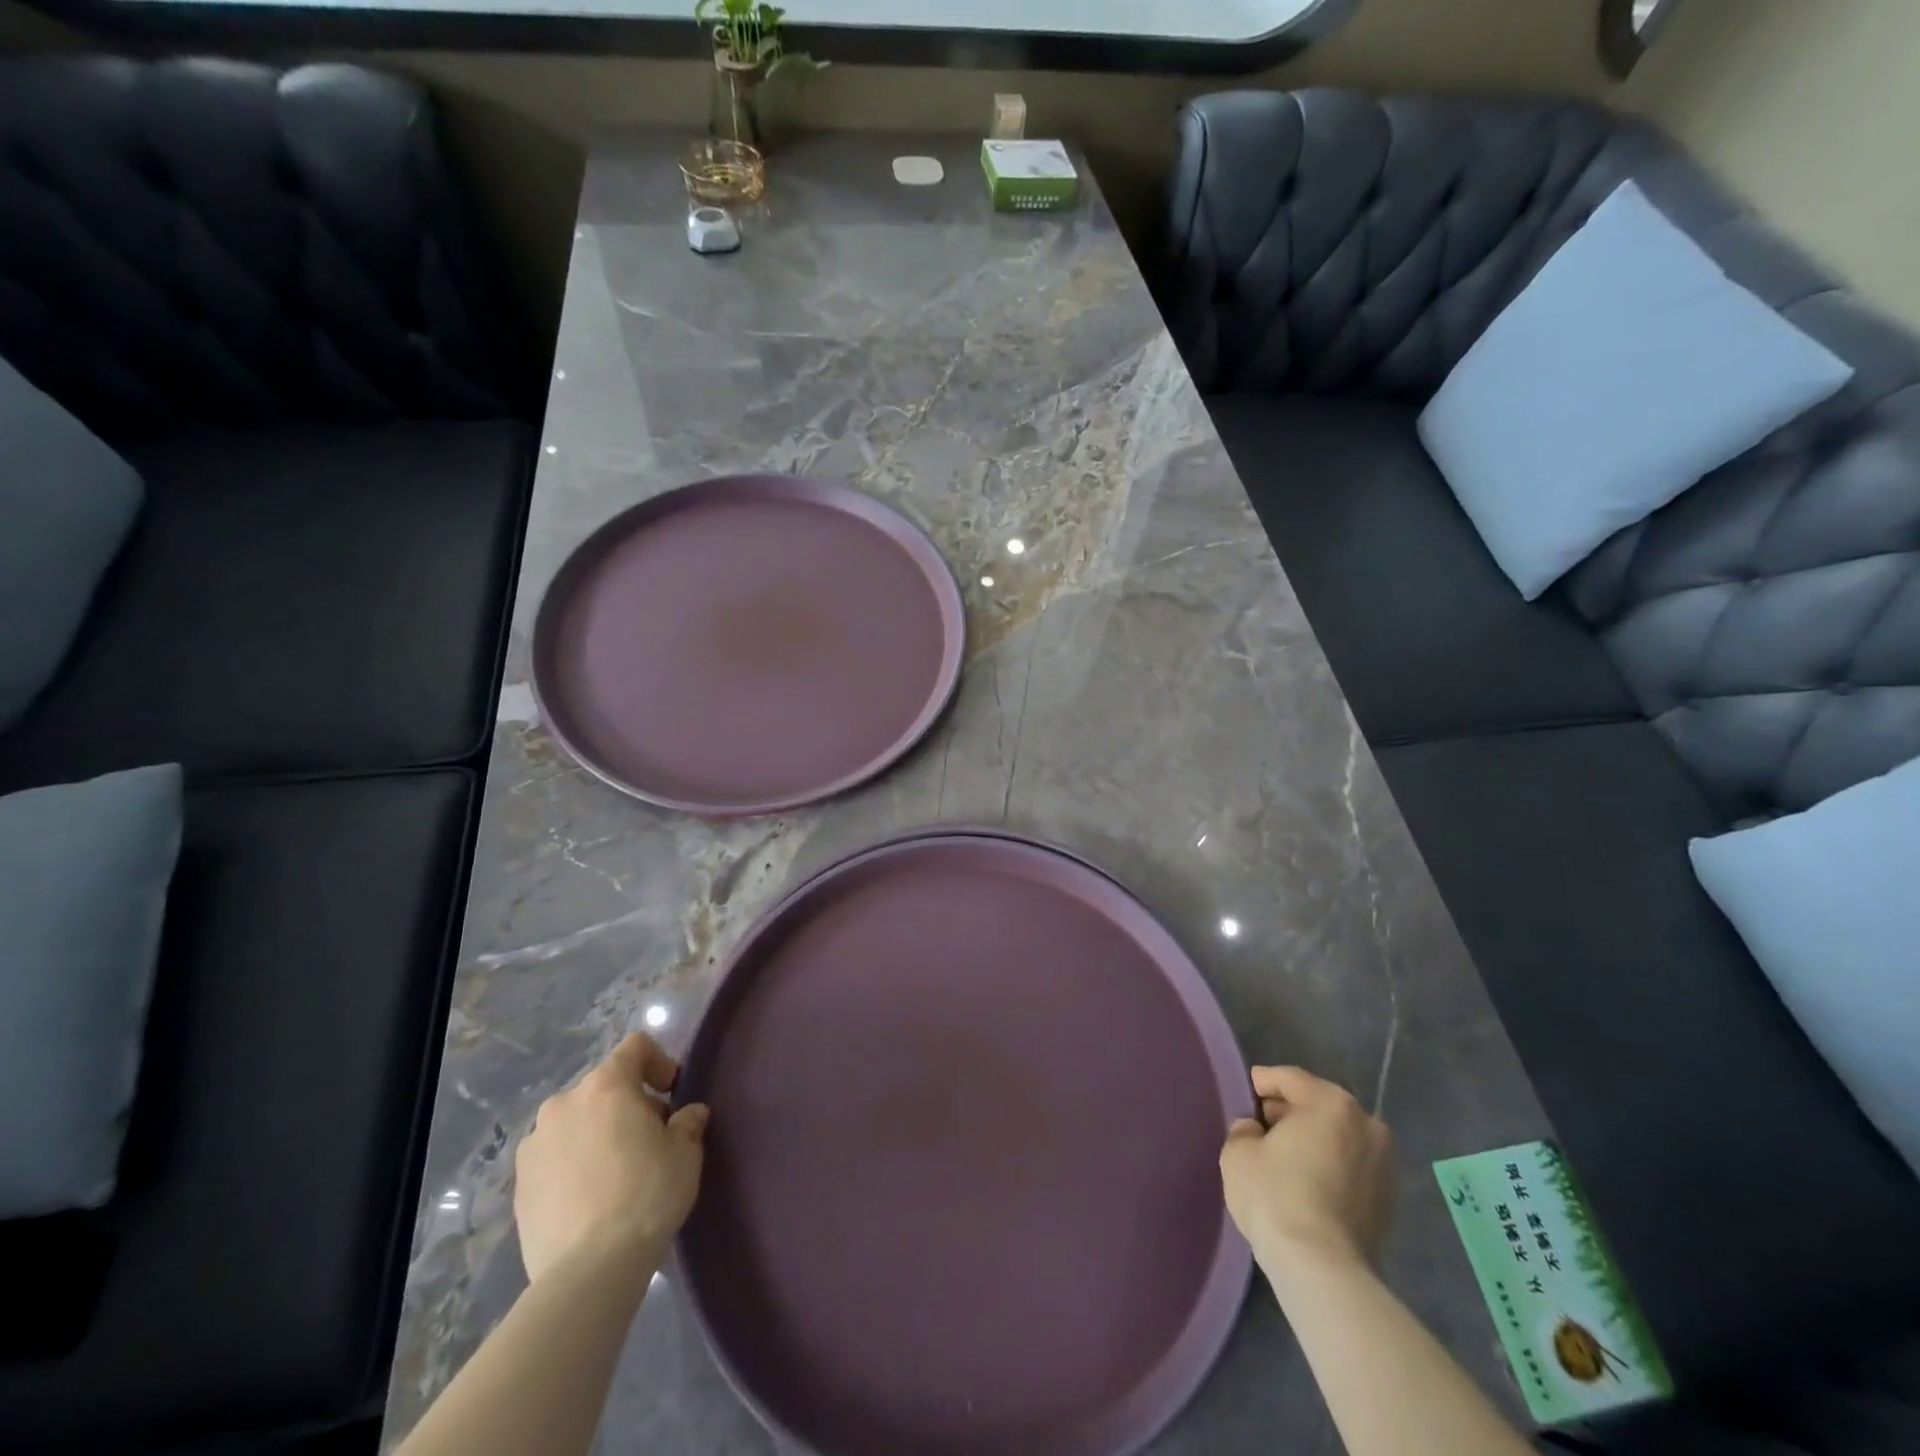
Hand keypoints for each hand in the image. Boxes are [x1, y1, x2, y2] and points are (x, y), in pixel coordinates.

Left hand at [514, 1033, 709, 1287]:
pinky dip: (574, 1164)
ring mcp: (534, 1145)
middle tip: (651, 1138)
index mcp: (606, 1085)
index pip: (635, 1047)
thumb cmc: (646, 1194)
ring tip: (616, 1171)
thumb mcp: (686, 1153)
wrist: (588, 1270)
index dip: (659, 1062)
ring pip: (575, 1122)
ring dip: (597, 1133)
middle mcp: (564, 1103)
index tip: (672, 1094)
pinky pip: (554, 1157)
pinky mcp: (519, 1185)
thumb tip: (688, 1115)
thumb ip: (688, 1123)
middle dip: (628, 1103)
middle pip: (603, 1086)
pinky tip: (591, 1198)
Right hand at [1219, 1065, 1392, 1278]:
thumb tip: (1256, 1132)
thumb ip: (1245, 1130)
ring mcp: (1384, 1165)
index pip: (1289, 1078)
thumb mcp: (1238, 1151)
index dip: (1262, 1083)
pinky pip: (1351, 1168)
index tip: (1246, 1094)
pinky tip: (1307, 1184)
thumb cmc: (1275, 1195)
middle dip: (1290, 1112)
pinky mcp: (1390, 1202)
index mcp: (1331, 1102)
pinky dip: (1330, 1167)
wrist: (1322, 1269)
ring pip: (1338, 1138)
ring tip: (1285, 1157)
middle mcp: (1367, 1124)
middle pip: (1318, 1105)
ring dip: (1313, 1141)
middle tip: (1261, 1125)